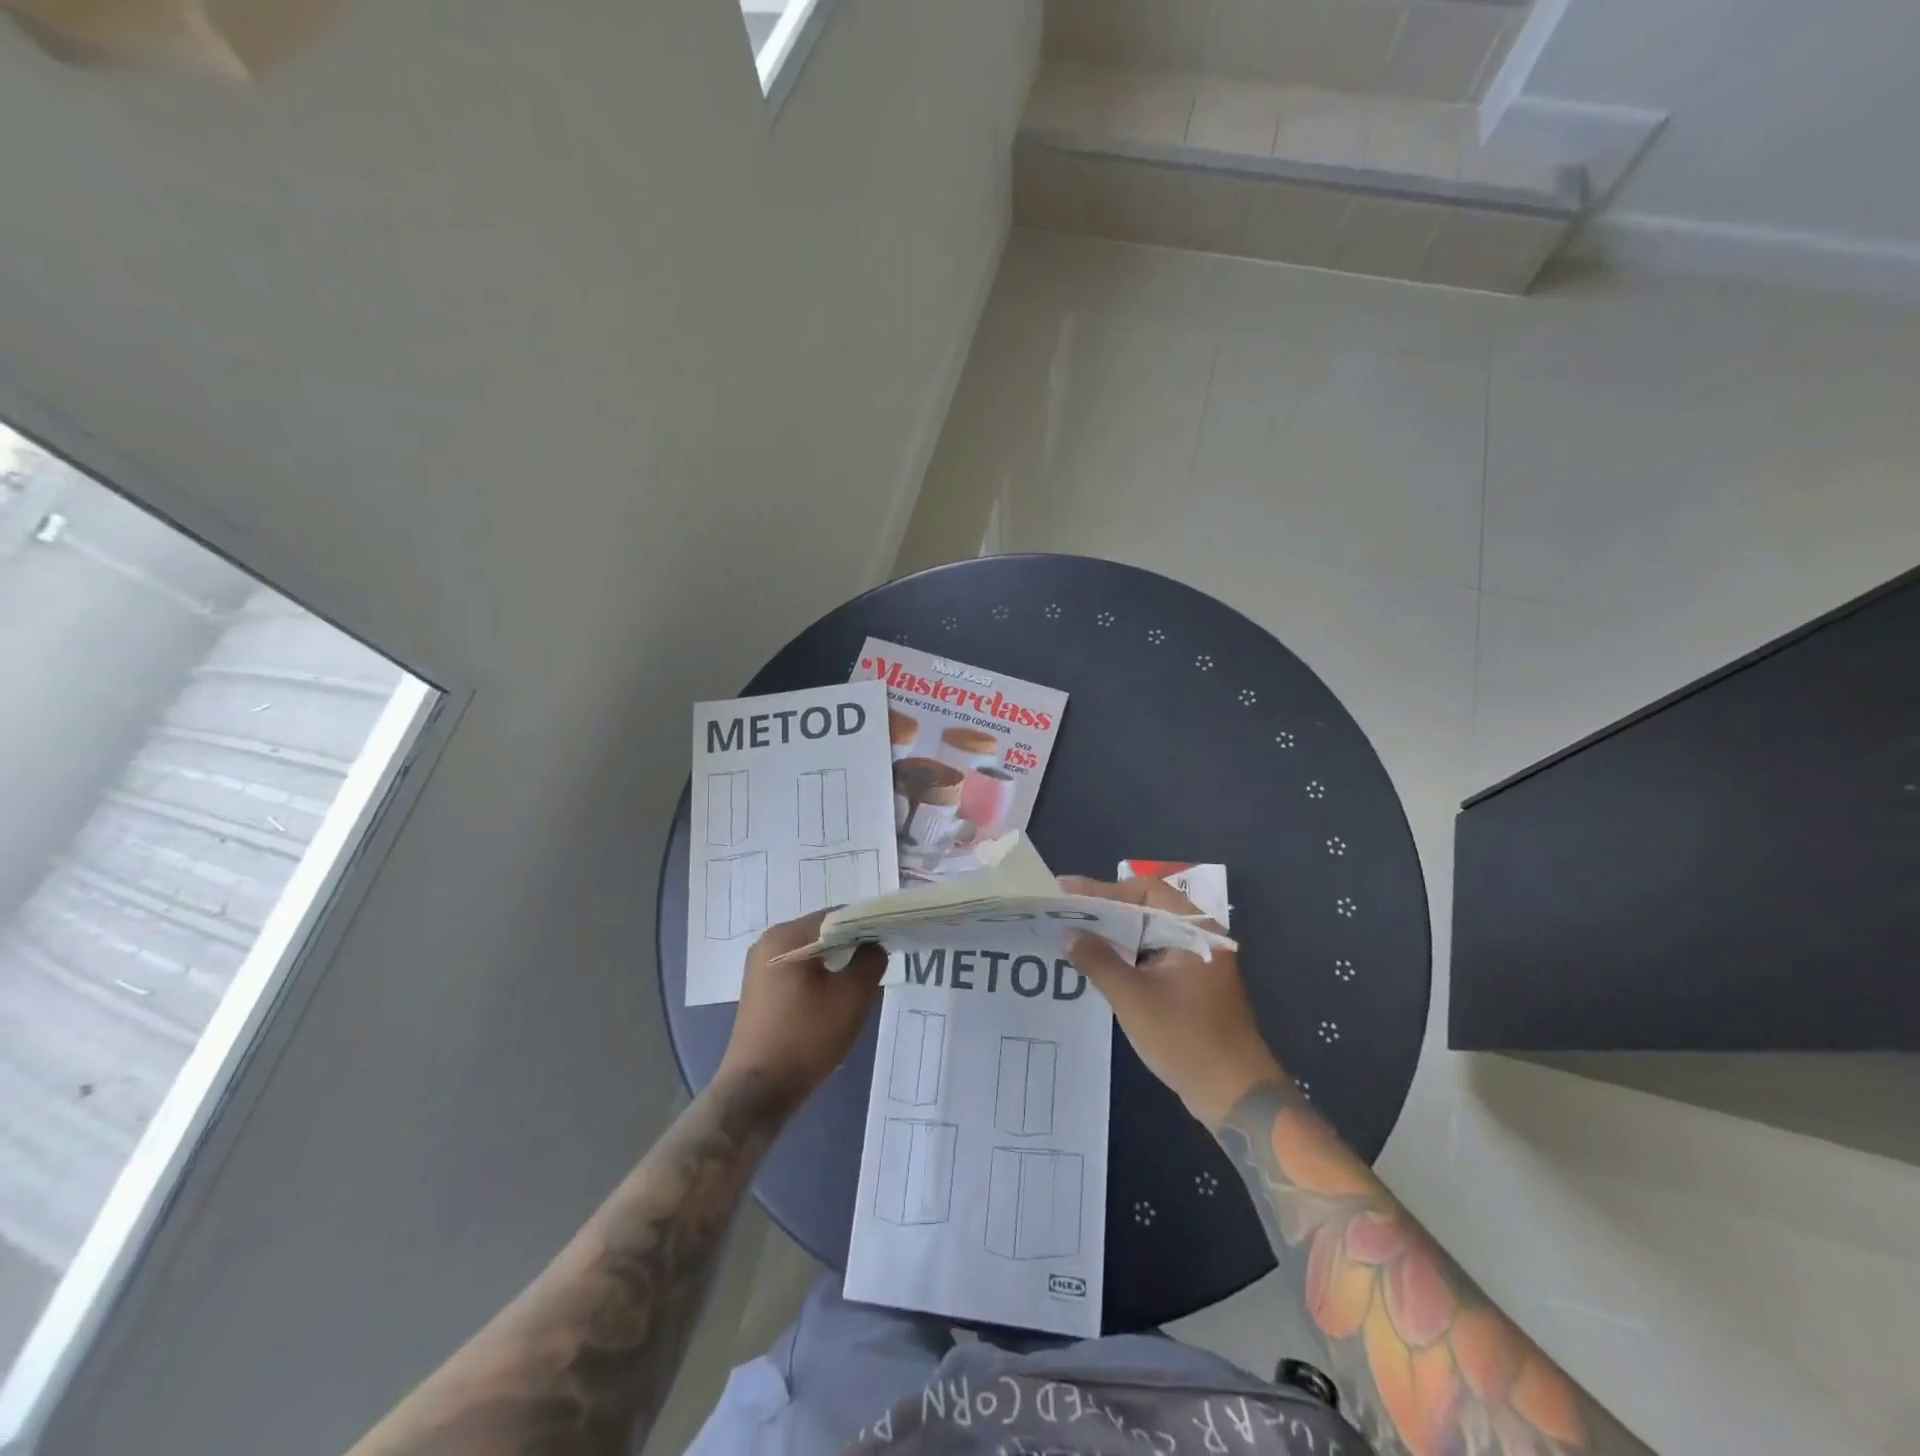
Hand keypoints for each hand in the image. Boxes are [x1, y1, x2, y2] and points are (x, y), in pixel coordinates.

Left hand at [717, 911, 886, 1110]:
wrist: (757, 1092)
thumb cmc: (806, 1038)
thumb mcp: (851, 997)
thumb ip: (870, 961)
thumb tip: (874, 945)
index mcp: (786, 936)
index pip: (837, 915)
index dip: (867, 925)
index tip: (889, 941)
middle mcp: (768, 942)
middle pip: (822, 932)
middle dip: (852, 945)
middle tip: (878, 963)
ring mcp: (760, 967)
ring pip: (811, 952)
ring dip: (836, 963)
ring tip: (861, 982)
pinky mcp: (760, 990)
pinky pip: (798, 970)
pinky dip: (819, 977)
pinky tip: (834, 998)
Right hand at [1060, 876, 1284, 1127]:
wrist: (1235, 1096)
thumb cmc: (1186, 1039)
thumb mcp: (1134, 998)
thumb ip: (1098, 960)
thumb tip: (1066, 933)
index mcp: (1195, 929)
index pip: (1144, 890)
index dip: (1103, 888)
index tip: (1066, 891)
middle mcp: (1199, 937)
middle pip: (1146, 908)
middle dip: (1104, 910)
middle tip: (1064, 911)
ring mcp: (1197, 962)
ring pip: (1148, 934)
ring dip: (1114, 934)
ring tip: (1074, 933)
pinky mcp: (1191, 985)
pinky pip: (1152, 956)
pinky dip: (1126, 955)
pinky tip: (1098, 963)